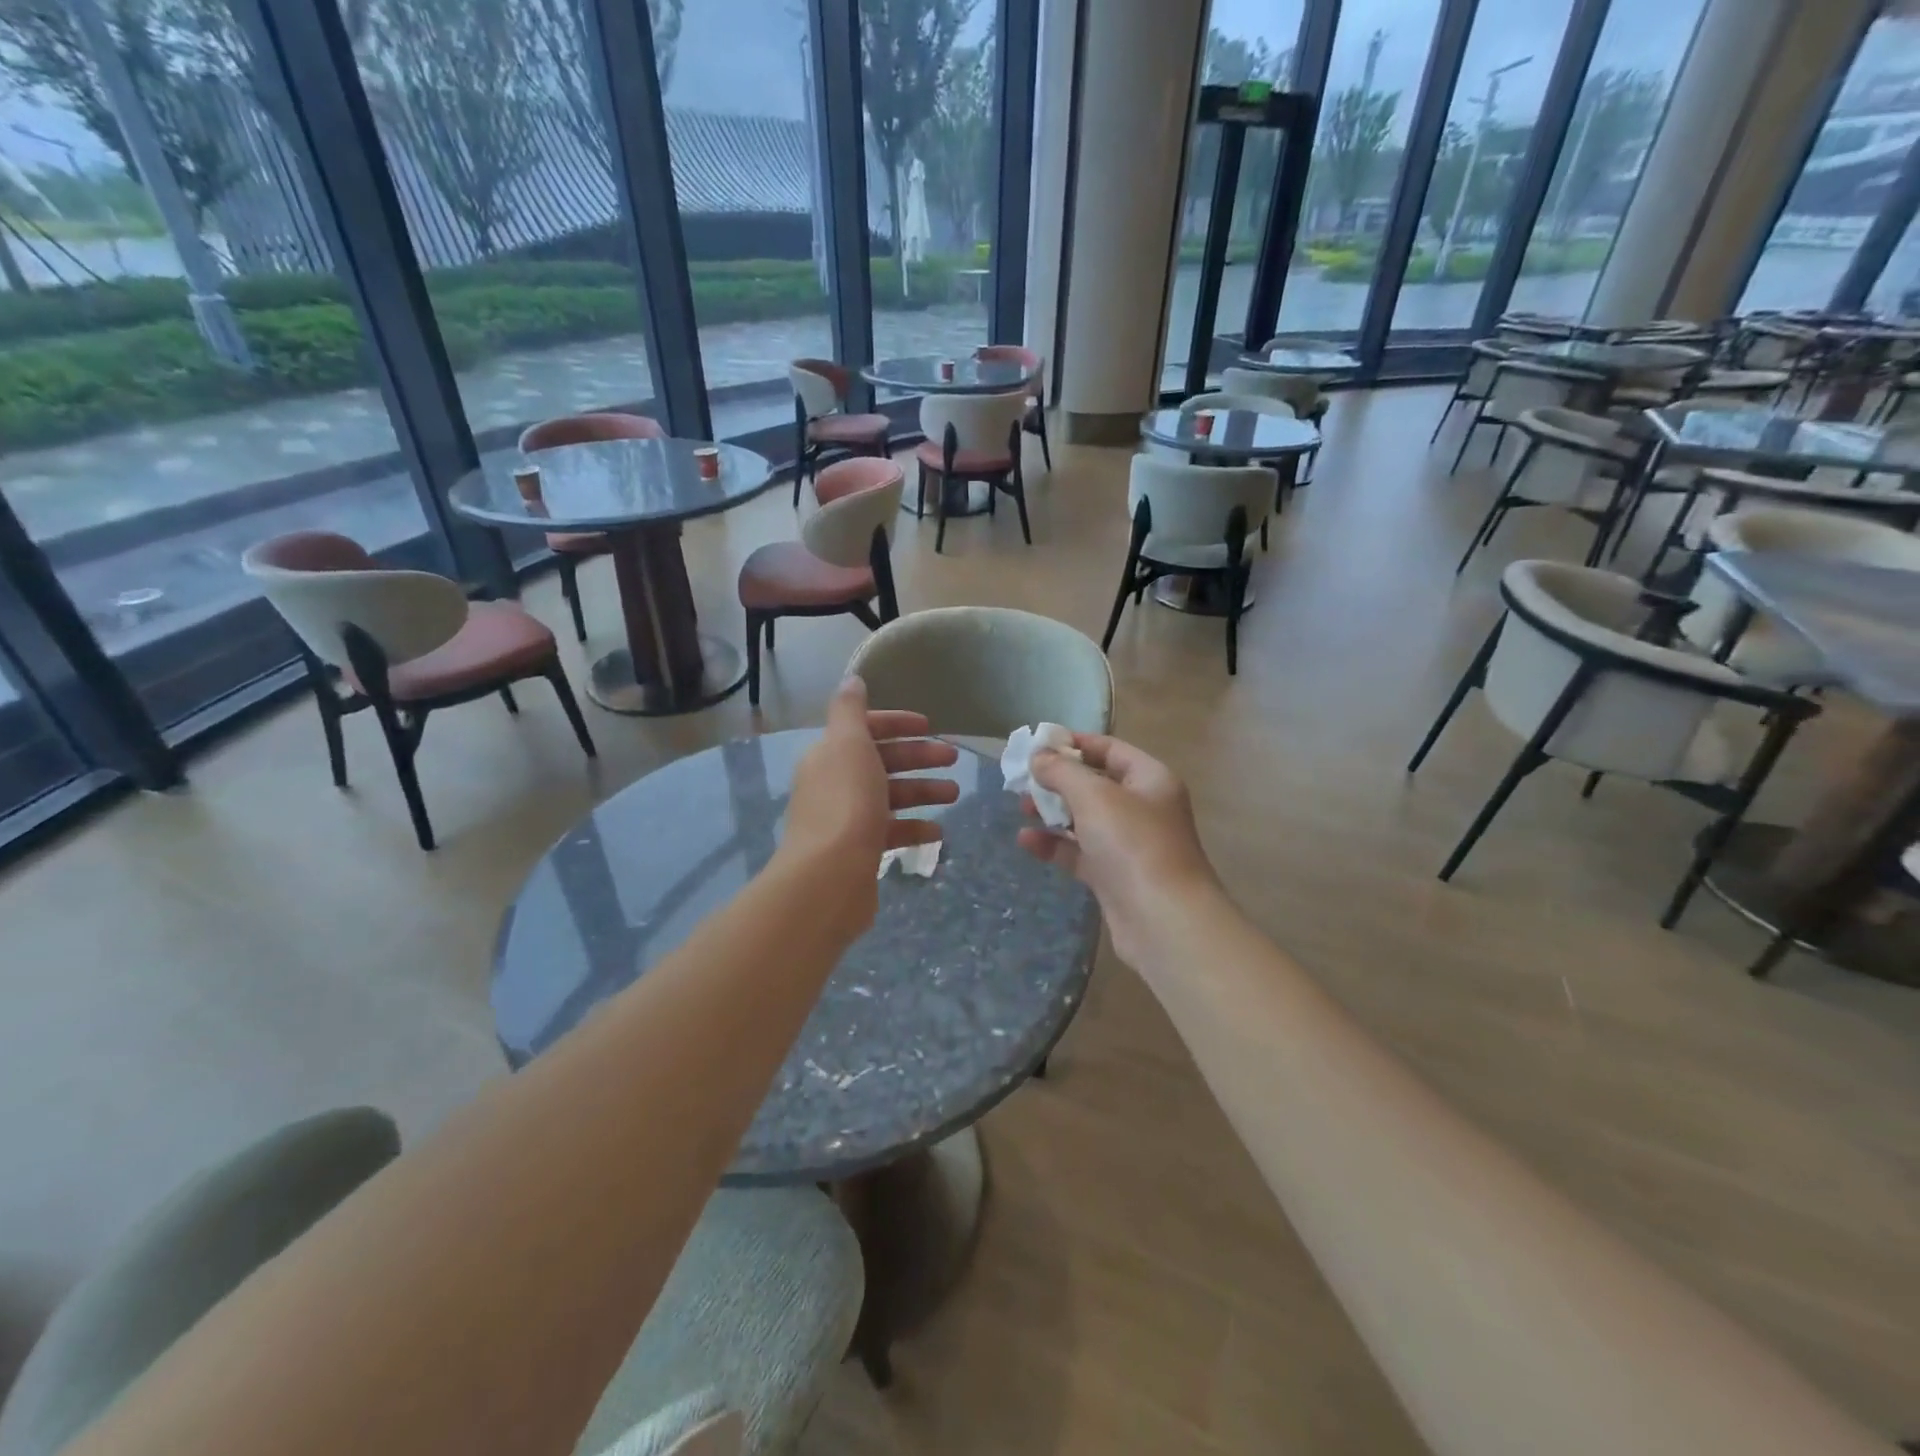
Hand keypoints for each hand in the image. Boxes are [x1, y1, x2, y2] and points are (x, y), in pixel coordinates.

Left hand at [780, 678, 958, 927]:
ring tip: (955, 795)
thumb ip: (851, 710)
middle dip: (918, 757)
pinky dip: (915, 828)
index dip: (897, 724)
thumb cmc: (846, 803)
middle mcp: (834, 784)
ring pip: (890, 797)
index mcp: (830, 755)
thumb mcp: (848, 744)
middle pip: (881, 762)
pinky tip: (938, 833)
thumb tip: (852, 680)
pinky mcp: (858, 852)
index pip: (865, 729)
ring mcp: (846, 820)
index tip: (930, 726)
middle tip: (954, 758)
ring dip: (923, 792)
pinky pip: (891, 832)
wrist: (828, 878)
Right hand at [1016, 734, 1221, 966]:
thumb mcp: (1094, 797)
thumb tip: (1038, 755)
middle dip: (1058, 780)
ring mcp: (1129, 844)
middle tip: (1023, 780)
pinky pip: (1080, 852)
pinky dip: (1055, 845)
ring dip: (1053, 812)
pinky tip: (1026, 841)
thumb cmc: (1133, 844)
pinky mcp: (1114, 876)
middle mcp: (1143, 808)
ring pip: (1085, 819)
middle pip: (1096, 784)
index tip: (1038, 744)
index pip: (1110, 749)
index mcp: (1150, 779)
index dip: (1075, 744)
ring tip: (1021, 808)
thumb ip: (1062, 771)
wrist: (1162, 920)